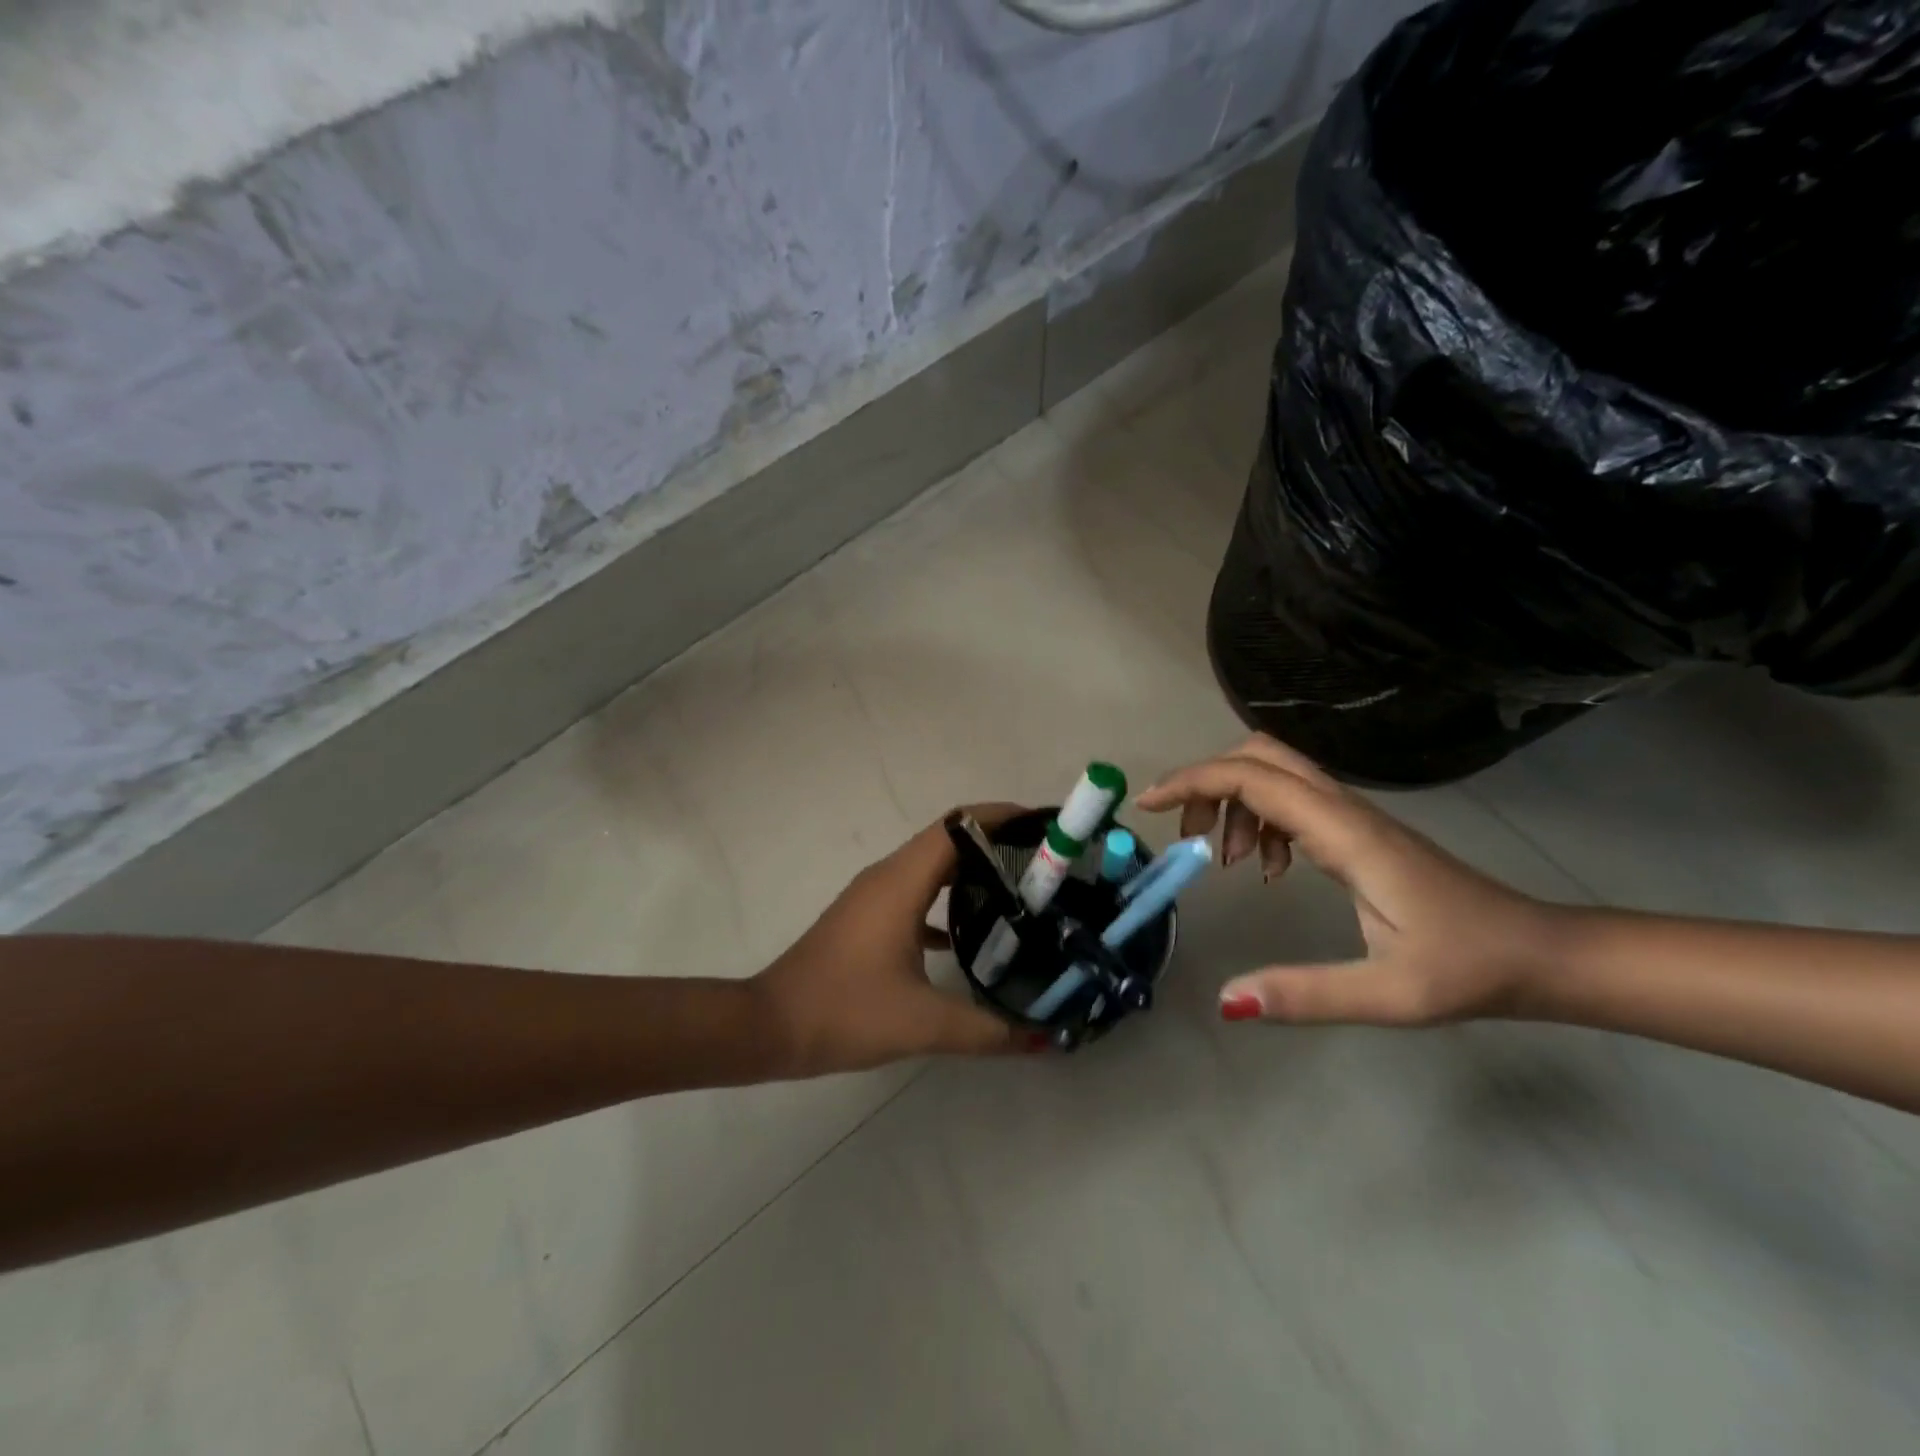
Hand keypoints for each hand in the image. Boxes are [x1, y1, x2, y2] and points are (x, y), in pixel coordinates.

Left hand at [750, 807, 1038, 1073]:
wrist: (771, 1026)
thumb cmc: (845, 1011)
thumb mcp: (923, 1024)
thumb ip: (988, 1030)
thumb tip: (1043, 1039)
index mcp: (902, 882)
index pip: (958, 826)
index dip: (1001, 817)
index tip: (1043, 825)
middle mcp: (888, 876)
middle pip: (950, 839)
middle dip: (997, 842)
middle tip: (1045, 863)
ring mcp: (874, 896)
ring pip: (932, 865)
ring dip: (973, 869)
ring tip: (1020, 890)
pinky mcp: (867, 917)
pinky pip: (916, 892)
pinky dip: (947, 898)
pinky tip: (973, 932)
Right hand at [1136, 736, 1564, 1025]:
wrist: (1540, 952)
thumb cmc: (1470, 968)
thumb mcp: (1389, 994)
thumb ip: (1306, 994)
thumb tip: (1226, 1000)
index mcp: (1344, 832)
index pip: (1253, 779)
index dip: (1193, 782)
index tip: (1148, 806)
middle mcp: (1344, 809)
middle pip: (1259, 755)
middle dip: (1207, 782)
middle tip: (1185, 833)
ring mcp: (1352, 816)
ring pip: (1274, 773)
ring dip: (1233, 802)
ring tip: (1226, 859)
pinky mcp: (1357, 830)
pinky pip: (1291, 800)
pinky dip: (1260, 819)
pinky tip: (1269, 868)